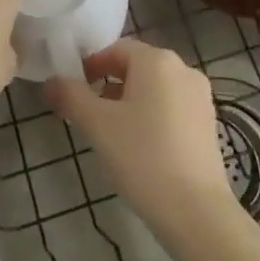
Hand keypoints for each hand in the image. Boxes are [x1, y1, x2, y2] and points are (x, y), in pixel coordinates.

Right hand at [44, 38, 235, 233]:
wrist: (195, 211)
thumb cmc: (141, 157)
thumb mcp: (96, 125)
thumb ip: (70, 96)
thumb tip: (51, 82)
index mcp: (156, 60)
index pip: (115, 49)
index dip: (89, 66)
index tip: (72, 92)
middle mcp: (183, 68)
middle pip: (136, 67)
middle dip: (109, 85)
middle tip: (89, 114)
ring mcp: (200, 96)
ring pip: (155, 88)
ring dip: (130, 101)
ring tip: (112, 134)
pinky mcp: (209, 122)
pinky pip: (172, 107)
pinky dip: (152, 116)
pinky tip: (141, 147)